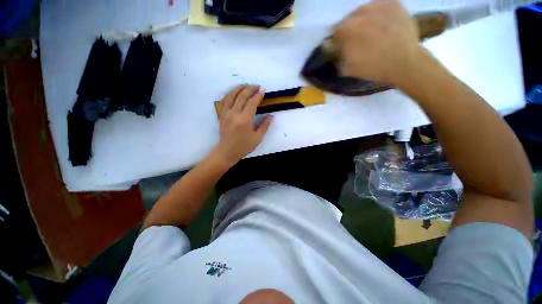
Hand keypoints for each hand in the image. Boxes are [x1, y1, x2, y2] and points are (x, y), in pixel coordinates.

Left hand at [214, 85, 272, 166]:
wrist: (227, 151)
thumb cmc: (244, 146)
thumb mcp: (257, 138)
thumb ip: (265, 126)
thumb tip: (271, 116)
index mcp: (244, 120)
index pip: (252, 103)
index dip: (258, 96)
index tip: (263, 91)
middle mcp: (234, 114)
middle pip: (242, 96)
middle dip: (250, 89)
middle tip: (257, 87)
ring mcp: (226, 114)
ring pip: (231, 96)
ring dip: (239, 88)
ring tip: (246, 86)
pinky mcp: (221, 115)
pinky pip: (224, 101)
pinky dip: (229, 94)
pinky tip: (234, 92)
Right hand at [333, 0, 423, 85]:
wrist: (404, 62)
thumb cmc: (372, 67)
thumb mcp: (347, 69)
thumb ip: (338, 57)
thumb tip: (337, 51)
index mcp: (346, 29)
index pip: (335, 32)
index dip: (337, 40)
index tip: (342, 47)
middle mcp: (359, 12)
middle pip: (349, 19)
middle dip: (351, 29)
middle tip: (358, 40)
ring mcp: (378, 4)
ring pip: (365, 12)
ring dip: (365, 21)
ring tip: (372, 32)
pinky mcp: (393, 3)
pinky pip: (381, 7)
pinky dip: (379, 15)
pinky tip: (384, 26)